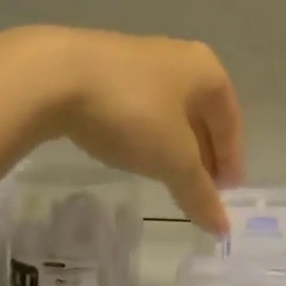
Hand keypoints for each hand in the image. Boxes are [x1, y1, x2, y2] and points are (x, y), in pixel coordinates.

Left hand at [34, 28, 245, 234]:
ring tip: (168, 175)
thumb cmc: (132, 112)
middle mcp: (178, 58)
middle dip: (202, 153)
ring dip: (173, 144)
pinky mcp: (104, 67)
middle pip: (201, 115)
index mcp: (206, 71)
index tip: (226, 194)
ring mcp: (139, 58)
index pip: (230, 122)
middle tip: (200, 190)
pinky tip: (132, 151)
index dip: (231, 161)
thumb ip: (199, 192)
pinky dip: (144, 132)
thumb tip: (222, 227)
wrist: (54, 76)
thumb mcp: (172, 159)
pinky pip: (138, 105)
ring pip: (168, 110)